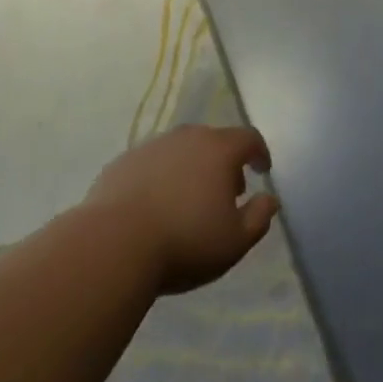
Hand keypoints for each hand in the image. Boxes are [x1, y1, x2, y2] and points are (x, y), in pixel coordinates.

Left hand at [84, 125, 279, 294]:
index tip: (262, 170)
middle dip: (225, 163)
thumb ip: (259, 217)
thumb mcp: (235, 241)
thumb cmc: (185, 241)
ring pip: (181, 150)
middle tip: (227, 192)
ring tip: (189, 201)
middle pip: (213, 141)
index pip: (249, 138)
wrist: (113, 244)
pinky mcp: (123, 162)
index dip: (259, 152)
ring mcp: (151, 147)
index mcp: (218, 150)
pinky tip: (155, 206)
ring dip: (191, 168)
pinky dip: (161, 177)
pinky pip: (152, 164)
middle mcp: (186, 138)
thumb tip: (269, 199)